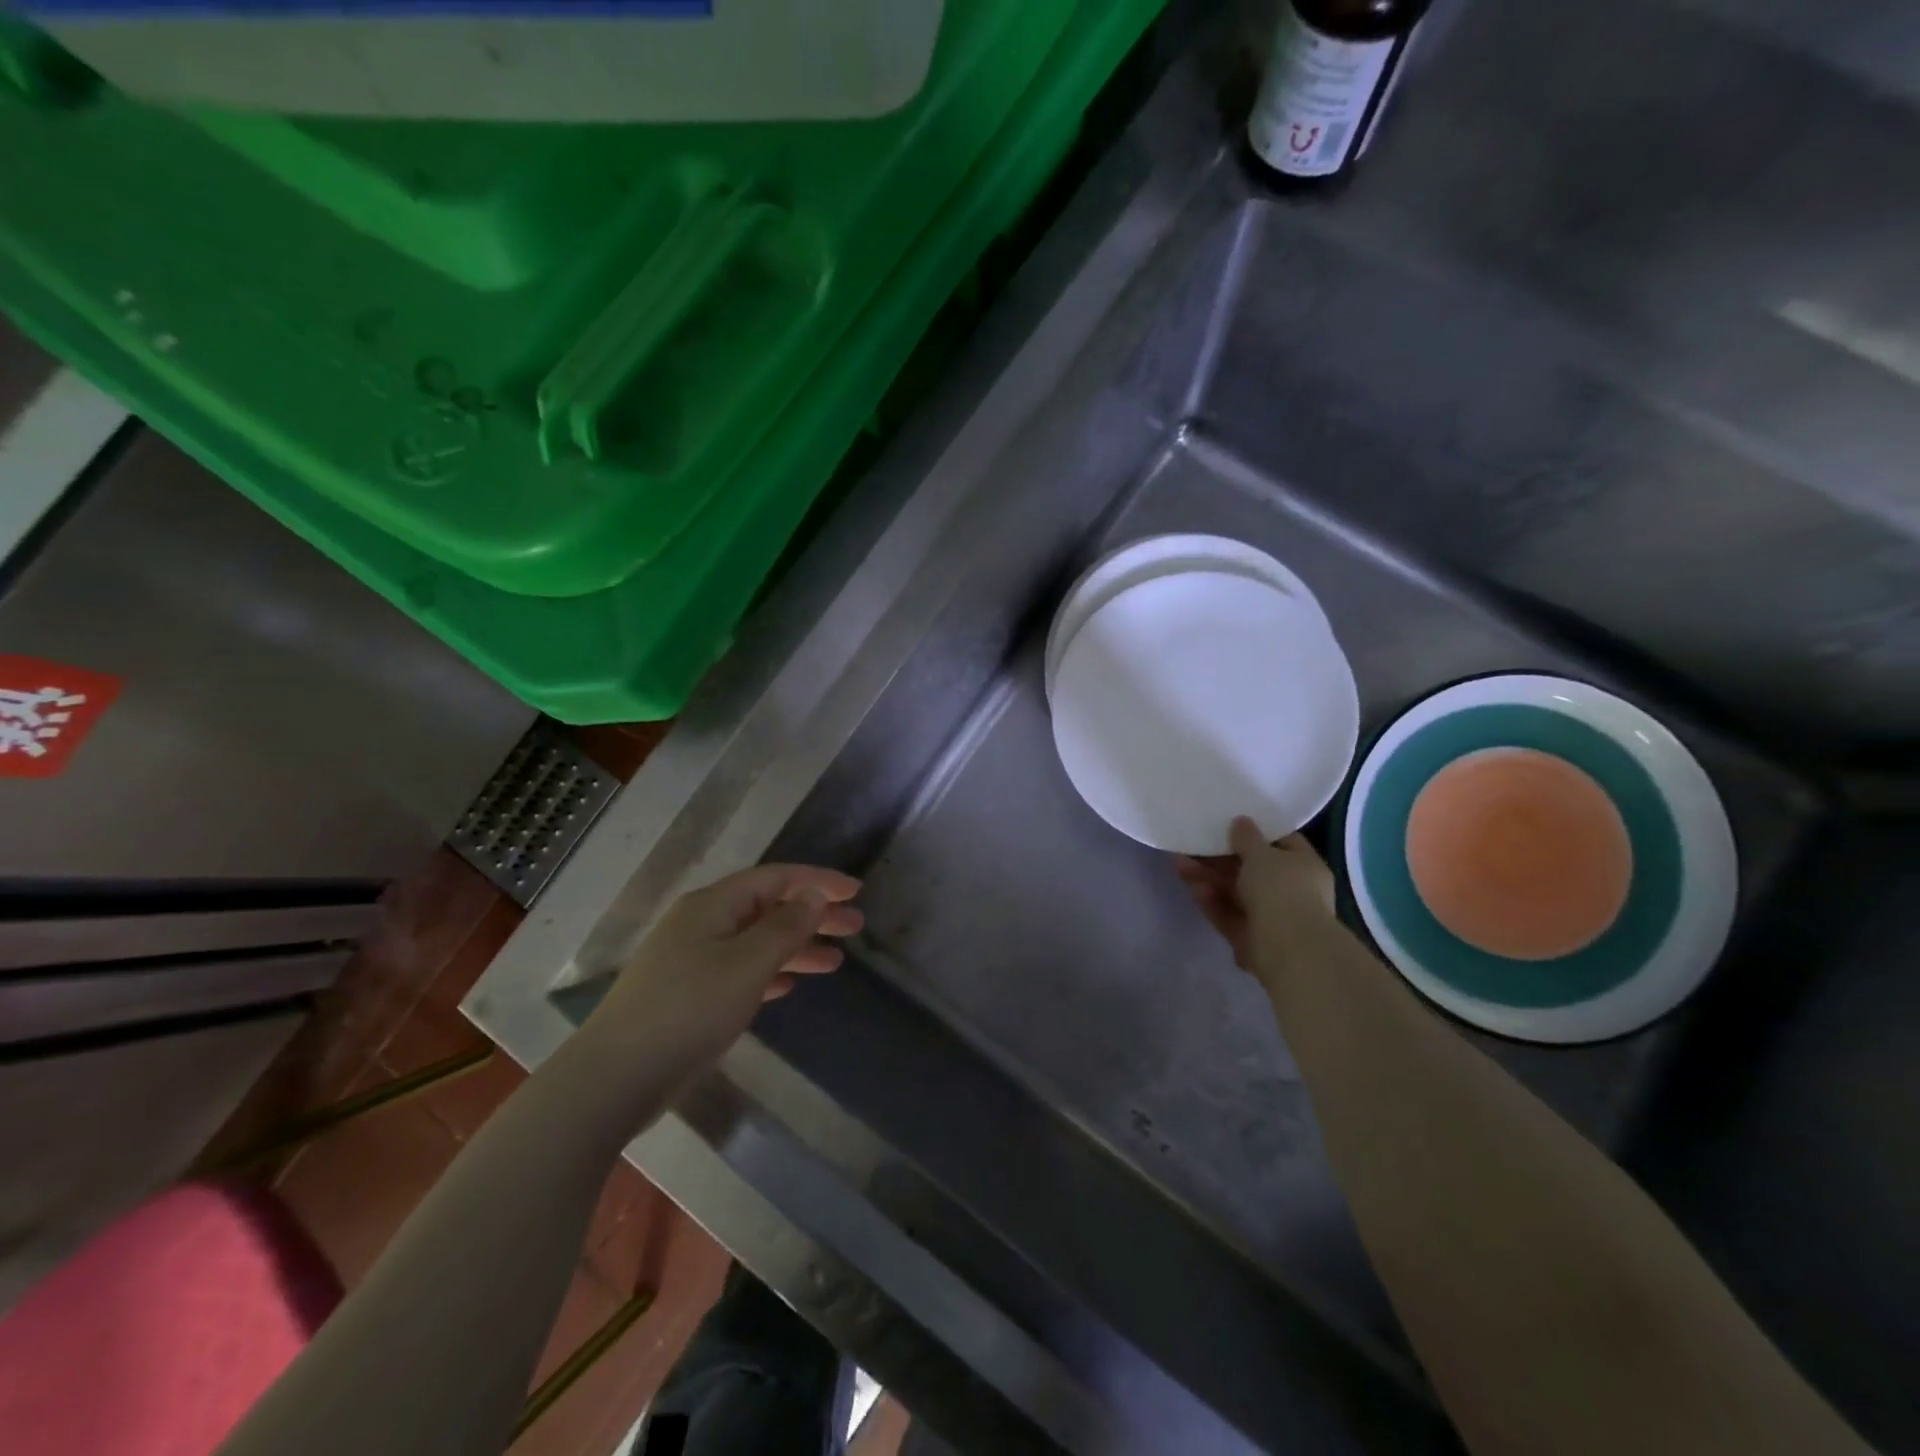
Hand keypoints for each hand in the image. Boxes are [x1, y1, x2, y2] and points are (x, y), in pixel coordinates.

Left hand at [582, 864, 862, 1073]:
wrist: (615, 1078)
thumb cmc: (688, 1010)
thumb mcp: (746, 964)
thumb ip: (785, 927)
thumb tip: (814, 894)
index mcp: (713, 905)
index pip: (776, 878)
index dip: (818, 881)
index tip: (856, 892)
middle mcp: (703, 923)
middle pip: (768, 908)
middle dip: (812, 915)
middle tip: (855, 927)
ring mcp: (692, 959)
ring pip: (756, 942)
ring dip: (796, 946)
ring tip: (835, 962)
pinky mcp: (689, 995)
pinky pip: (741, 971)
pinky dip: (770, 973)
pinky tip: (791, 985)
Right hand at [1176, 817, 1335, 986]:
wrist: (1288, 948)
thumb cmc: (1282, 889)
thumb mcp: (1262, 854)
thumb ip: (1247, 837)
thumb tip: (1241, 821)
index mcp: (1304, 866)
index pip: (1282, 842)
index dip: (1257, 832)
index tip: (1231, 823)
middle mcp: (1291, 891)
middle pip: (1251, 869)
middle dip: (1220, 858)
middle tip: (1193, 844)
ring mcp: (1271, 916)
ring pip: (1235, 892)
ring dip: (1209, 878)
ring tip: (1180, 864)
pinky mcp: (1251, 938)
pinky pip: (1229, 915)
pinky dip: (1212, 902)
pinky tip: (1194, 890)